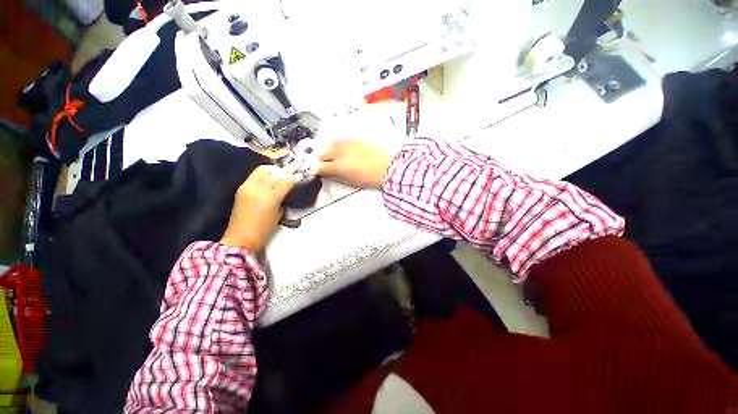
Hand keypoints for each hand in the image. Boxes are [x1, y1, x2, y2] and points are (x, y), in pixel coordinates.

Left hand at [220, 165, 300, 250]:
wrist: (240, 238)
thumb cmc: (264, 230)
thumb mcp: (278, 215)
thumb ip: (282, 200)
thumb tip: (284, 191)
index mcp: (270, 198)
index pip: (285, 182)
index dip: (294, 177)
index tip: (300, 174)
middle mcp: (258, 189)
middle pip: (273, 173)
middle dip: (284, 170)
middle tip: (292, 169)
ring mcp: (247, 188)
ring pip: (261, 171)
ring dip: (272, 170)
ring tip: (279, 172)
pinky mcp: (241, 189)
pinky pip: (254, 176)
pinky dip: (263, 174)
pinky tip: (268, 177)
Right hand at [315, 139, 390, 187]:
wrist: (386, 168)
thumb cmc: (369, 178)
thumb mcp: (351, 181)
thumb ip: (337, 176)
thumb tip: (328, 173)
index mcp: (338, 166)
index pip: (321, 167)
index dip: (316, 170)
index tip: (315, 171)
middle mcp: (340, 152)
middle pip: (323, 154)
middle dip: (320, 159)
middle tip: (321, 163)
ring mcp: (348, 144)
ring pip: (331, 144)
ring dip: (328, 150)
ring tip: (330, 154)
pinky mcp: (356, 140)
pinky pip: (342, 140)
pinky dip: (338, 145)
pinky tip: (341, 148)